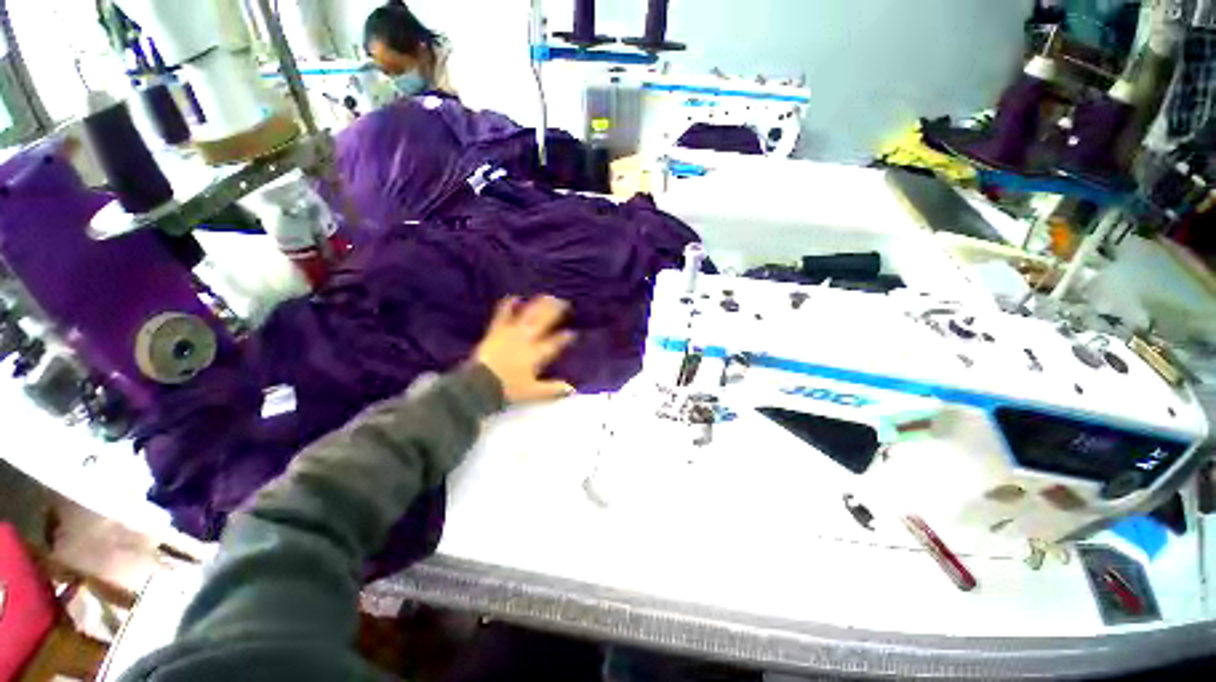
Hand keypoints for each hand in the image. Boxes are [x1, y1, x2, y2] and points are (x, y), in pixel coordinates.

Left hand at [473, 296, 576, 403]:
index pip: (555, 343)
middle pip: (544, 322)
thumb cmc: (508, 388)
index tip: (572, 333)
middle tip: (565, 304)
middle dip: (556, 312)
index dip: (565, 338)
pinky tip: (514, 297)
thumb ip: (552, 389)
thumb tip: (572, 390)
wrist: (479, 384)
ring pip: (528, 315)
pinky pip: (503, 315)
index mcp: (537, 354)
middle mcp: (527, 339)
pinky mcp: (496, 331)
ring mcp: (511, 333)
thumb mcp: (533, 392)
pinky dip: (508, 306)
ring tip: (548, 297)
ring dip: (539, 305)